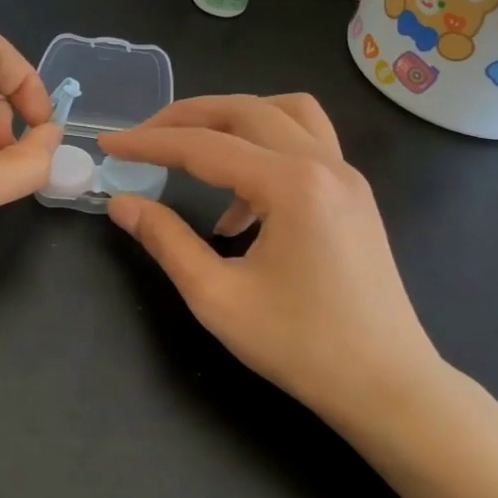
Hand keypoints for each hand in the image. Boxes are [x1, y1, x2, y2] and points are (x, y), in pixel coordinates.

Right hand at [97, 94, 440, 422]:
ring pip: (284, 113)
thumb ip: (166, 241)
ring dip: (233, 120)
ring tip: (193, 150)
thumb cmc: (301, 347)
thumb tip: (122, 204)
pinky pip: (305, 145)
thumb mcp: (217, 297)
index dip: (150, 143)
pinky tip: (238, 208)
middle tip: (143, 137)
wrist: (388, 386)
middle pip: (245, 111)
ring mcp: (346, 176)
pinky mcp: (354, 196)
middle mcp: (324, 164)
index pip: (204, 146)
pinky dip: (263, 151)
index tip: (109, 146)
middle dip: (186, 117)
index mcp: (292, 185)